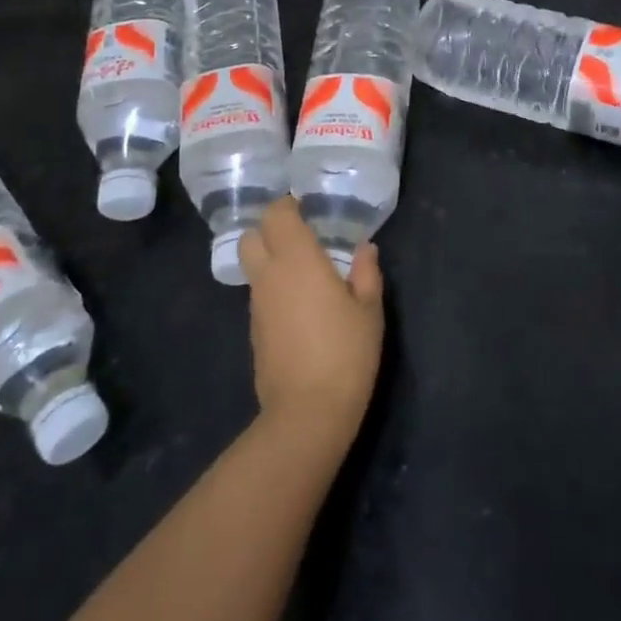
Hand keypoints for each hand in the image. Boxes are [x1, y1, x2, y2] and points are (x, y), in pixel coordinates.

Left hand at [238, 197, 384, 446]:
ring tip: (305, 273)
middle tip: (301, 237)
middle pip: (251, 236)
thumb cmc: (345, 353)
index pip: (275, 215)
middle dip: (270, 230)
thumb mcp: (369, 311)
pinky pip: (259, 295)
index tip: (307, 209)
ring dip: (272, 261)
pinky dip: (274, 289)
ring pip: (254, 267)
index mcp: (298, 260)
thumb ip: (366, 273)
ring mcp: (257, 305)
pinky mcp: (254, 331)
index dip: (287, 206)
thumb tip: (364, 248)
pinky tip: (299, 307)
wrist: (307, 414)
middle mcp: (270, 276)